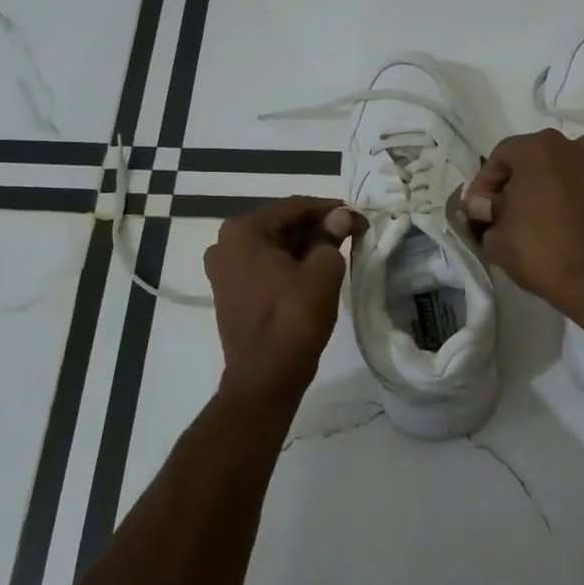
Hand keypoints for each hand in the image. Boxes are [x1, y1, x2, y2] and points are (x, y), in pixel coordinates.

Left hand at [204, 196, 364, 403]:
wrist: (265, 377)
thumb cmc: (293, 319)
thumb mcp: (321, 272)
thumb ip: (332, 237)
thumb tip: (341, 217)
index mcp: (243, 231)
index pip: (294, 207)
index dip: (330, 210)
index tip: (359, 217)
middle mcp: (225, 243)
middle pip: (281, 224)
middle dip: (317, 227)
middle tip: (353, 233)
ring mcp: (224, 269)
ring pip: (273, 246)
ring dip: (305, 245)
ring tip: (340, 250)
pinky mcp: (230, 291)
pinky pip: (265, 266)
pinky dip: (290, 263)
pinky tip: (315, 270)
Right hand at [462, 129, 583, 318]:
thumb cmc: (541, 251)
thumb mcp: (496, 238)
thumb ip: (486, 213)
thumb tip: (483, 205)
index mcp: (539, 148)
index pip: (499, 157)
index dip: (483, 184)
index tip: (475, 210)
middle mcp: (573, 146)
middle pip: (531, 160)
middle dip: (512, 184)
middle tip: (499, 213)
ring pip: (558, 172)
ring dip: (540, 189)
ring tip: (528, 219)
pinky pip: (579, 187)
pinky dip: (564, 199)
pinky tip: (555, 225)